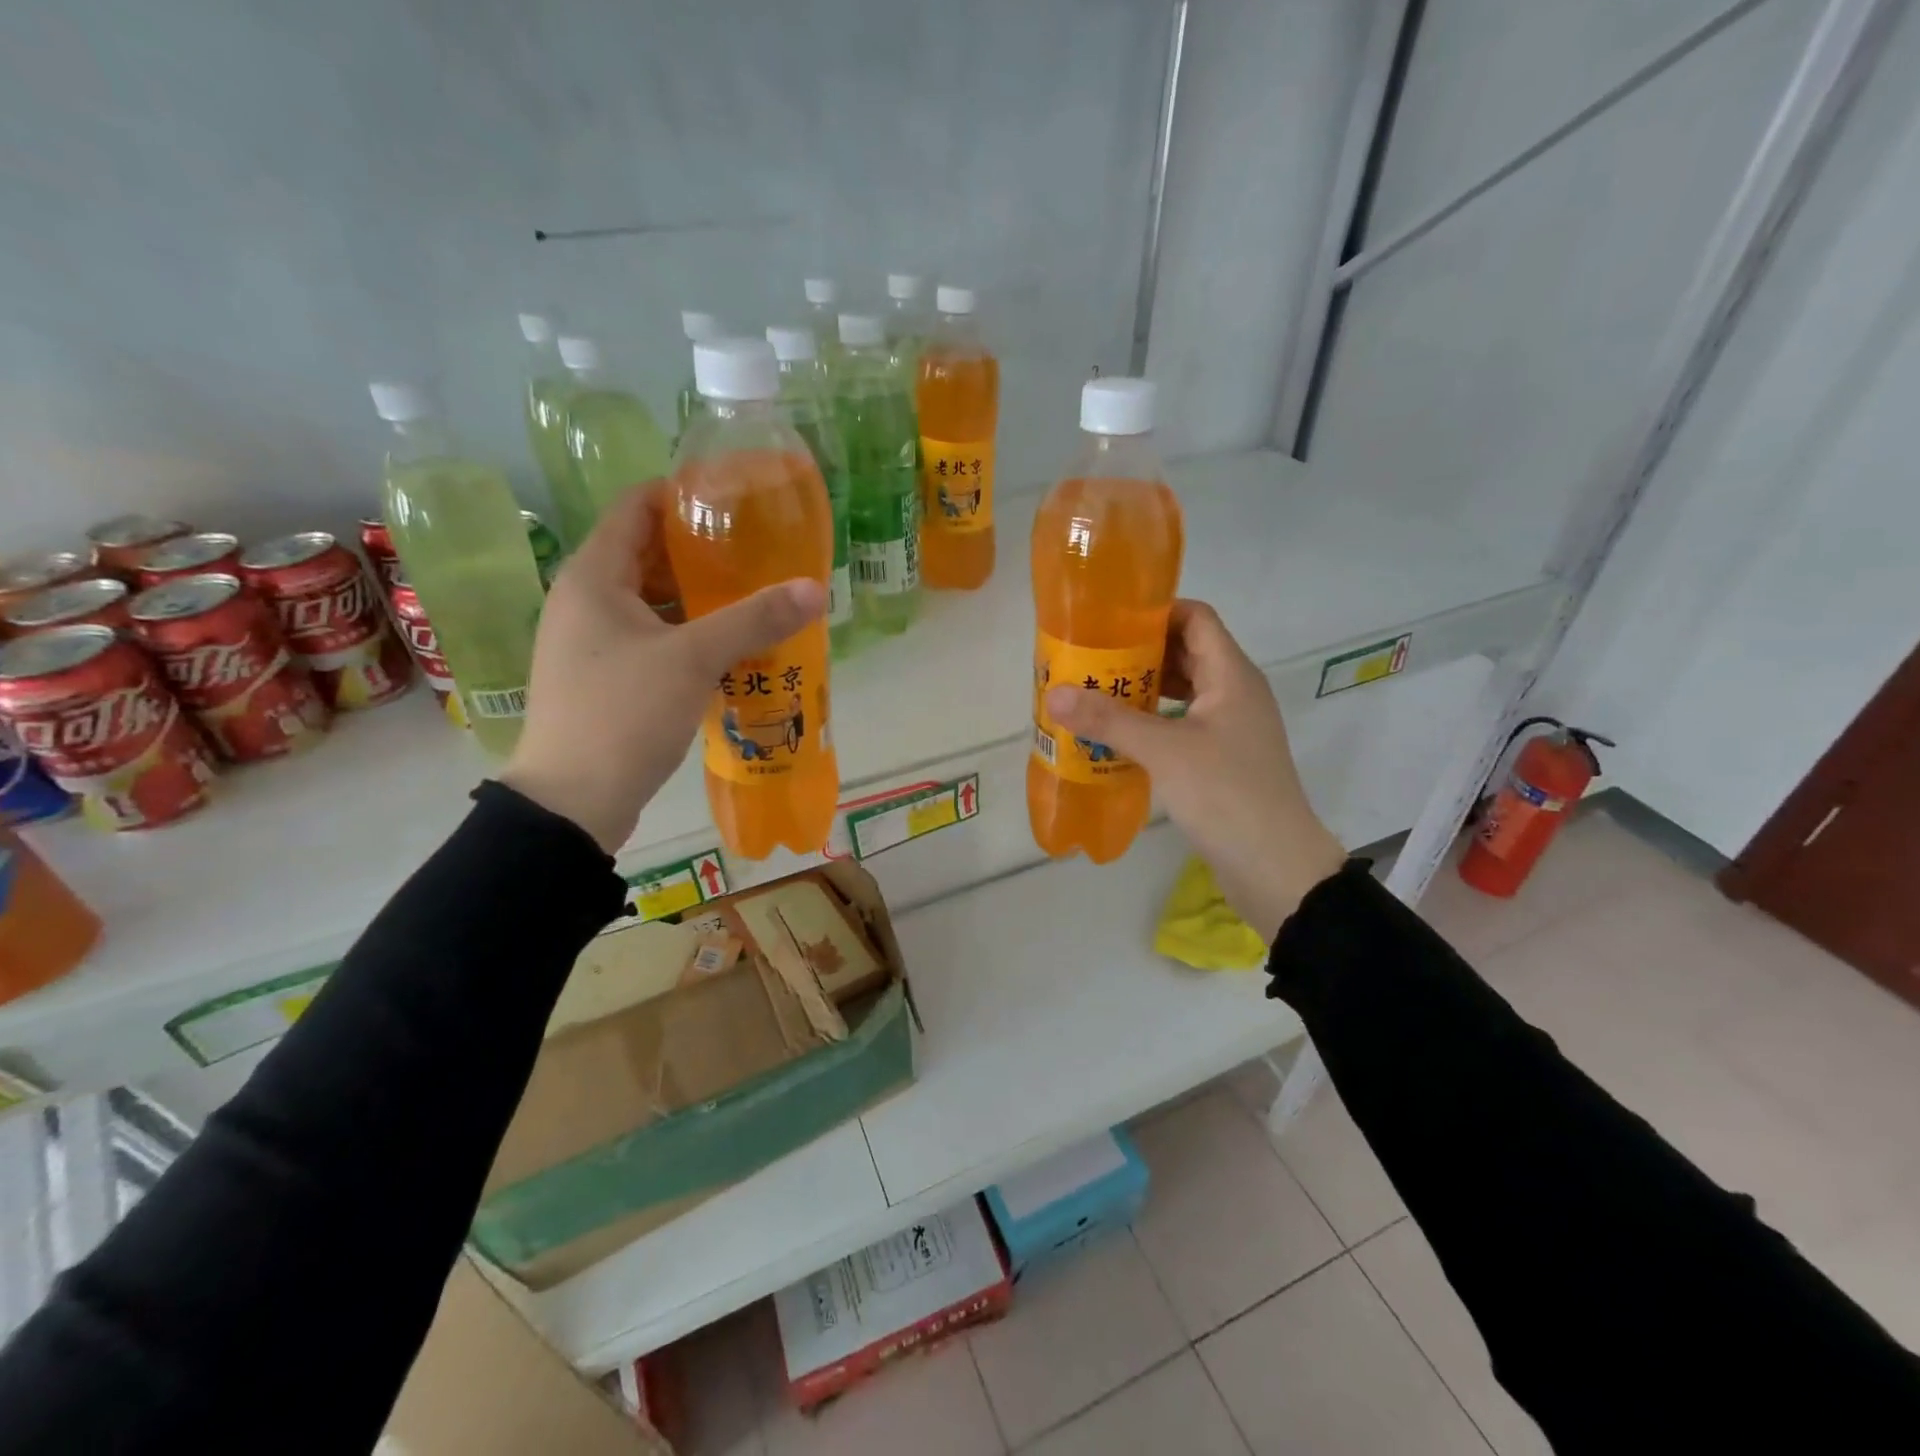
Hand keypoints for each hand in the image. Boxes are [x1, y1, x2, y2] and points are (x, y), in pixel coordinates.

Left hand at [500, 483, 825, 852]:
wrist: (574, 802)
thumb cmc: (623, 714)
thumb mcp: (693, 659)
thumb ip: (754, 619)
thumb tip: (816, 590)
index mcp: (593, 577)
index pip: (635, 507)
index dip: (681, 494)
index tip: (734, 498)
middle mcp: (586, 601)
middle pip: (648, 554)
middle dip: (702, 551)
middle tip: (758, 551)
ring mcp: (593, 642)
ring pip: (653, 602)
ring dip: (700, 598)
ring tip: (754, 596)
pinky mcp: (606, 678)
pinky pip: (654, 639)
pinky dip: (690, 634)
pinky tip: (731, 647)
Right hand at [1045, 600, 1345, 941]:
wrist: (1275, 866)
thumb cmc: (1226, 794)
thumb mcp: (1164, 751)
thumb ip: (1109, 720)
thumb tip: (1055, 693)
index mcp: (1232, 675)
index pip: (1196, 618)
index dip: (1157, 612)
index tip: (1109, 622)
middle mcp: (1235, 693)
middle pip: (1187, 652)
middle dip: (1140, 652)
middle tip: (1092, 658)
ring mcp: (1231, 727)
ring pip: (1185, 690)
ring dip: (1145, 688)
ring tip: (1097, 692)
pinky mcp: (1223, 758)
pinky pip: (1184, 723)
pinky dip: (1154, 721)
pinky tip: (1120, 735)